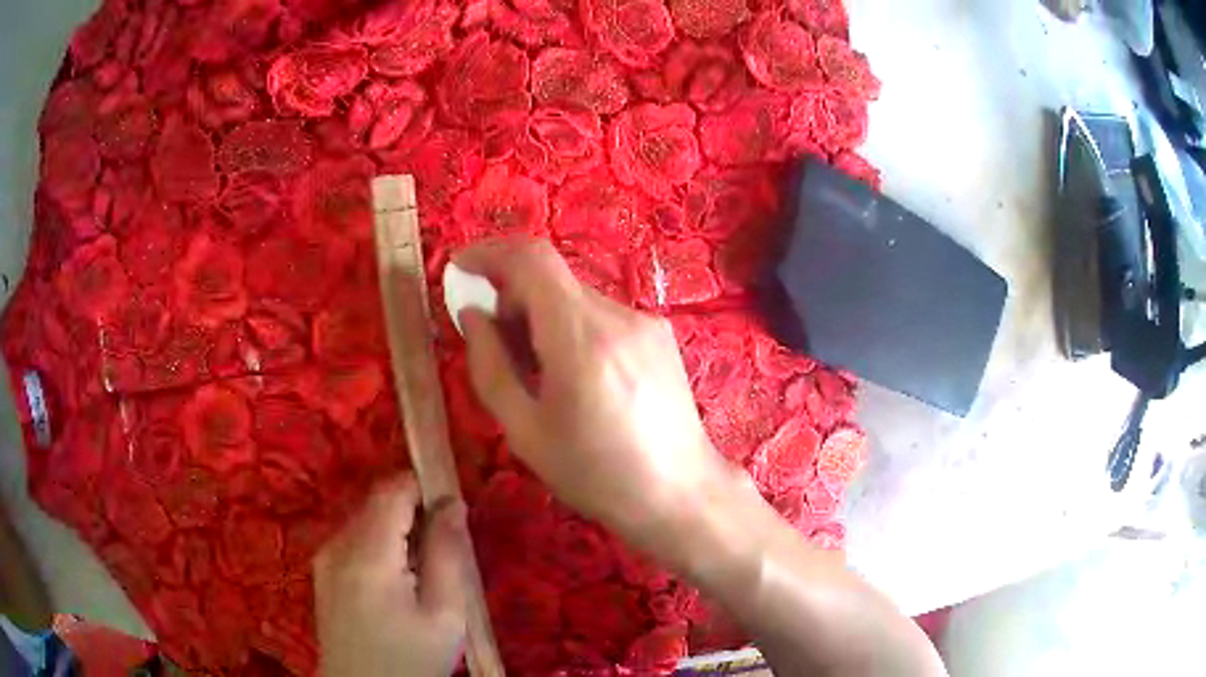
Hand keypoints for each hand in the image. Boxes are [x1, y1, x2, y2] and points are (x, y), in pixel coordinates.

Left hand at [314, 474, 467, 676]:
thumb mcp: (444, 615)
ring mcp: (325, 558)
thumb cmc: (410, 659)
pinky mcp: (323, 571)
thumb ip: (448, 554)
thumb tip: (452, 503)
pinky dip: (380, 544)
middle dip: (413, 511)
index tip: (451, 507)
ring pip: (365, 519)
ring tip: (423, 569)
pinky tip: (397, 581)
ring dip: (397, 528)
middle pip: (377, 502)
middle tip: (444, 547)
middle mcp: (337, 545)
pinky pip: (354, 539)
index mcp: (367, 554)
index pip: (391, 490)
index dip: (423, 486)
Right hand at [454, 238, 734, 549]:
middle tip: (496, 345)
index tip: (460, 270)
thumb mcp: (525, 431)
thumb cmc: (597, 474)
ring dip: (542, 315)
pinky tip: (577, 376)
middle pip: (551, 278)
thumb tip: (473, 314)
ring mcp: (644, 321)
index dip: (489, 253)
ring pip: (575, 296)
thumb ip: (490, 365)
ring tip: (538, 371)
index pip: (532, 259)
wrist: (680, 492)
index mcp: (581, 338)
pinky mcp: (659, 333)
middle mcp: (617, 315)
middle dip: (512, 297)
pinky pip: (600, 314)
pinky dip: (572, 327)